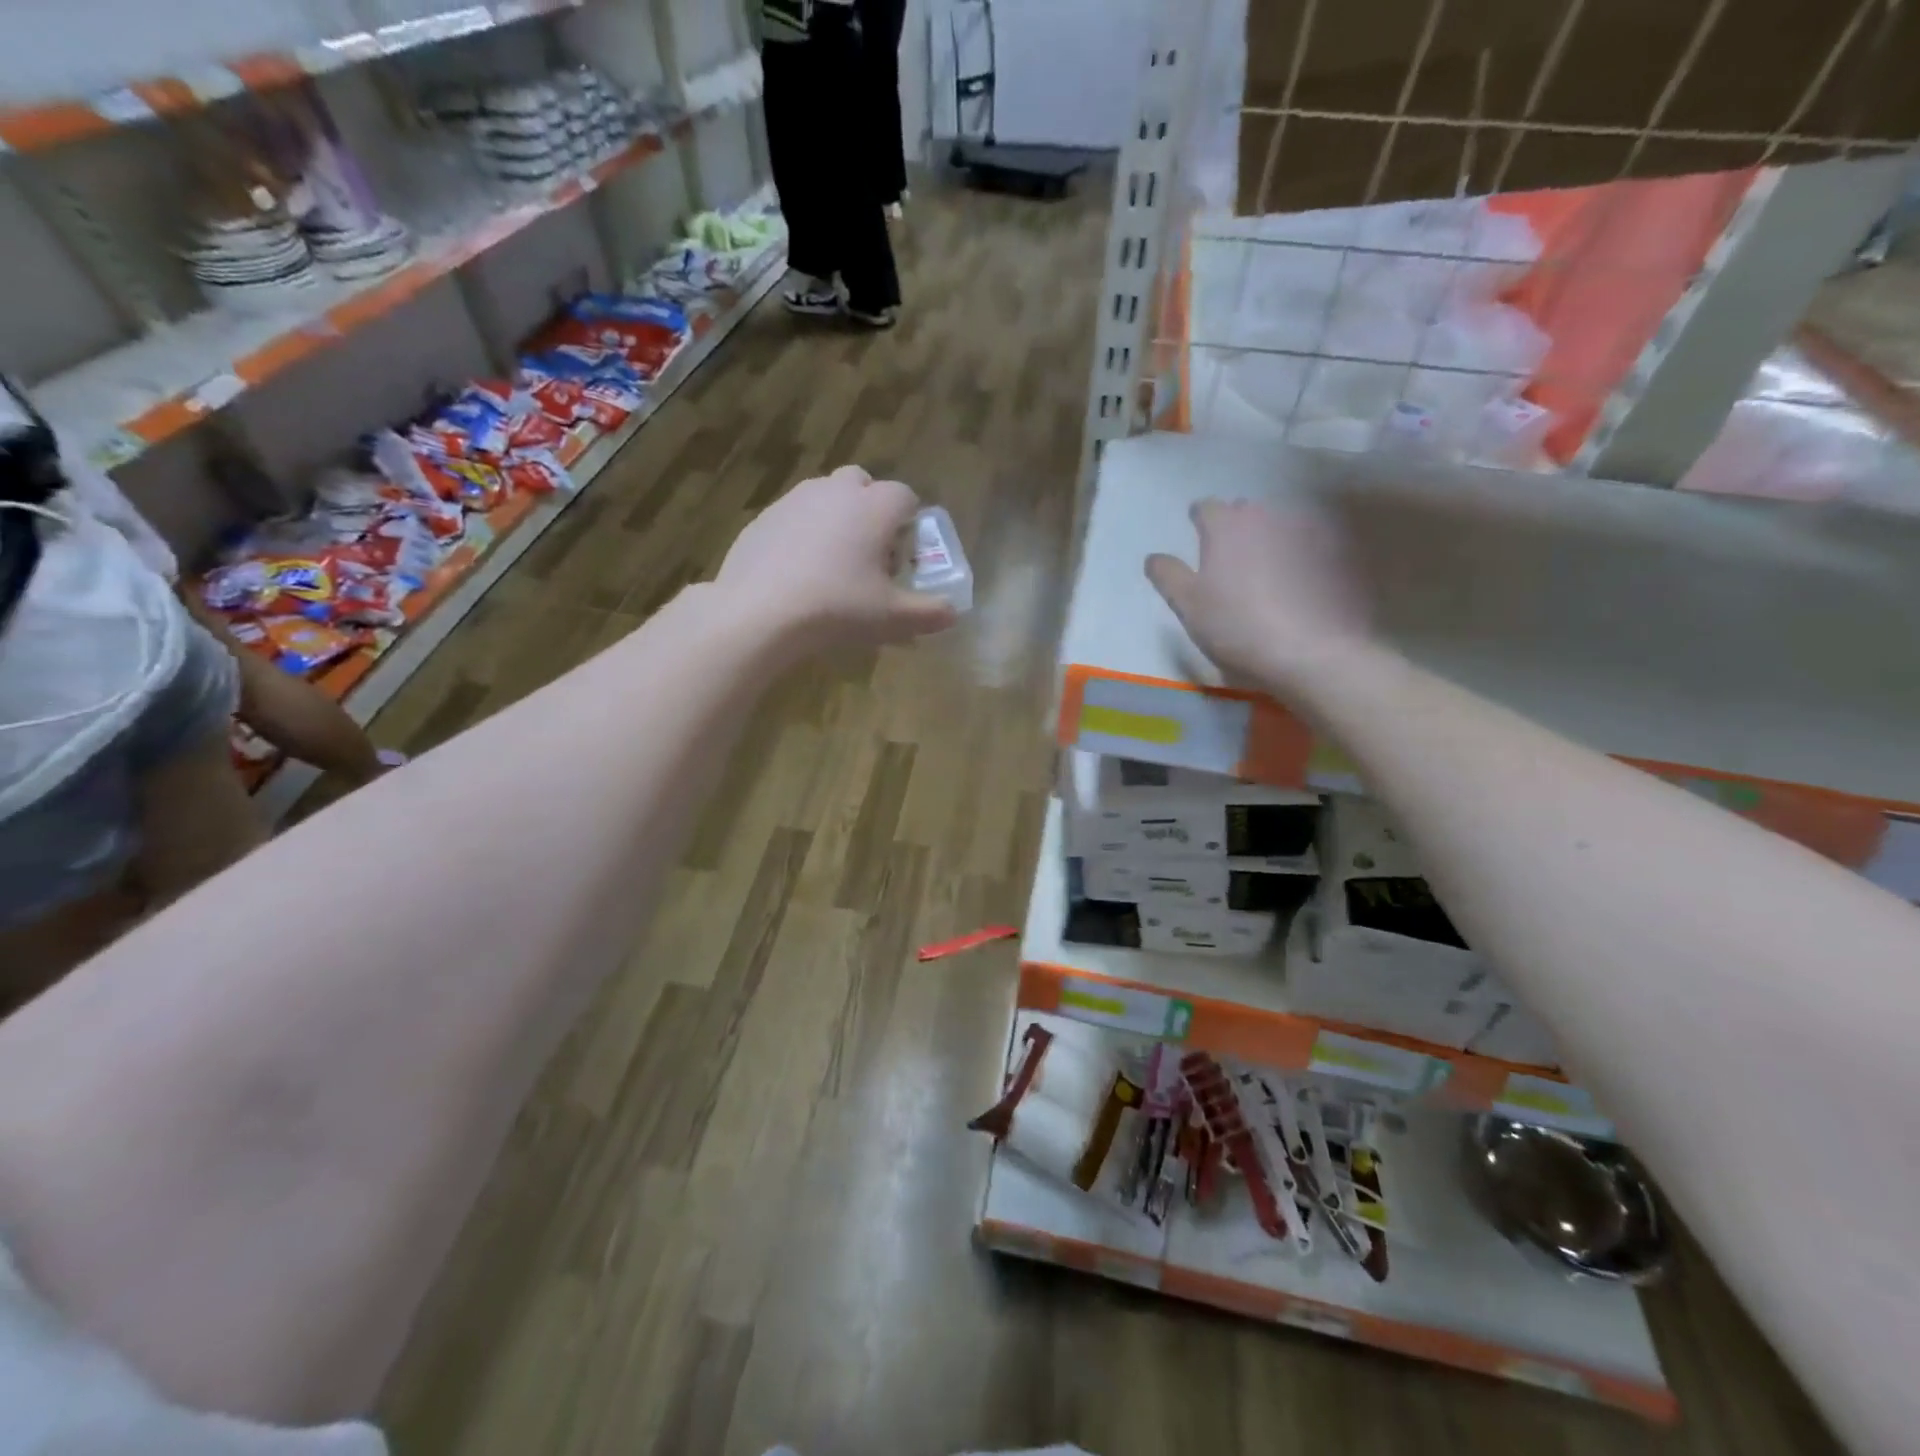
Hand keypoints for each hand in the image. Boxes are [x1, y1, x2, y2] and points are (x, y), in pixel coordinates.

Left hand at [717, 465, 957, 651]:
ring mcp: (794, 500)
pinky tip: (797, 574)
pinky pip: (793, 517)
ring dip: (836, 519)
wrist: (759, 612)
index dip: (910, 524)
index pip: (906, 496)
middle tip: (869, 554)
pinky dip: (802, 535)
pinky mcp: (763, 518)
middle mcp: (836, 491)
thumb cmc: (837, 608)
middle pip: (862, 483)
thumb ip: (929, 613)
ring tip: (832, 565)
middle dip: (871, 510)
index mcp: (874, 507)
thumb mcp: (892, 618)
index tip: (903, 557)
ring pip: (825, 497)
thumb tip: (953, 613)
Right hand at [1145, 498, 1369, 687]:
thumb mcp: (1187, 605)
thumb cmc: (1235, 625)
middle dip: (1235, 526)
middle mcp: (1266, 518)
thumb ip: (1168, 575)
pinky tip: (1297, 582)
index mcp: (1226, 526)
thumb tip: (1154, 557)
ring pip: (1278, 526)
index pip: (1206, 507)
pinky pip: (1308, 547)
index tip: (1195, 532)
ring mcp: (1304, 534)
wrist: (1308, 651)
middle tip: (1228, 554)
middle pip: (1245, 511)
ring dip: (1268, 539)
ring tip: (1264, 568)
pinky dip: (1299, 556)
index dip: (1198, 519)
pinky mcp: (1334, 555)